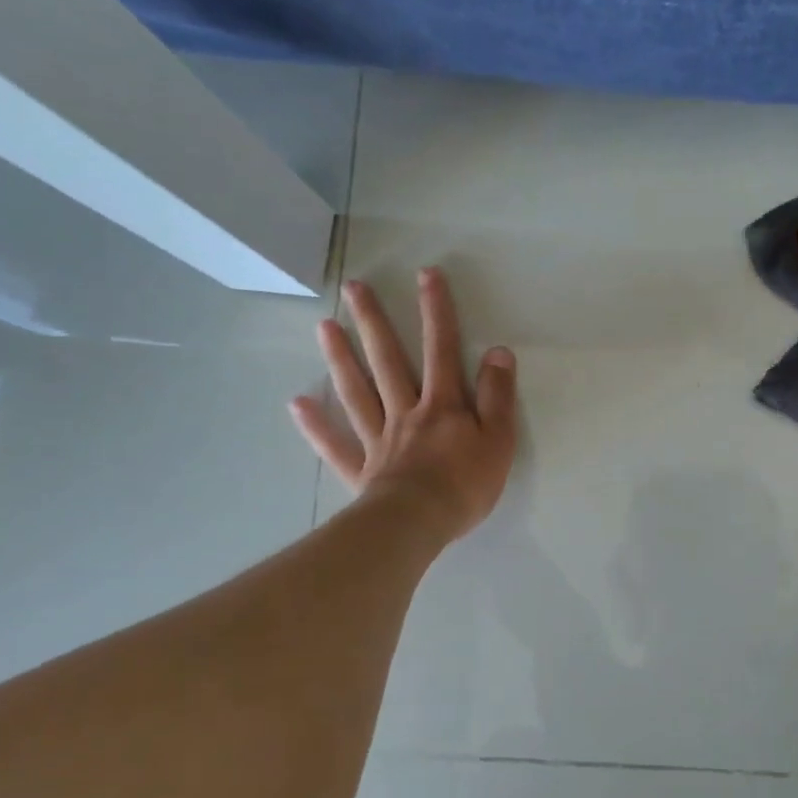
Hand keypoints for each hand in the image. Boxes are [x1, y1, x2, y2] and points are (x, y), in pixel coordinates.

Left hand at [289, 268, 517, 542]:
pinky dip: (317, 424)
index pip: (442, 350)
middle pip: (388, 361)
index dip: (437, 311)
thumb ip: (498, 396)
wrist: (419, 523)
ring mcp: (379, 439)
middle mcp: (406, 412)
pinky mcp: (361, 469)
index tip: (426, 275)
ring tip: (324, 326)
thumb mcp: (498, 439)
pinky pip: (335, 444)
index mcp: (443, 405)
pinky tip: (299, 403)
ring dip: (341, 358)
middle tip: (354, 288)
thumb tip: (498, 352)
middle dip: (374, 322)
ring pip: (358, 392)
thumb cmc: (465, 484)